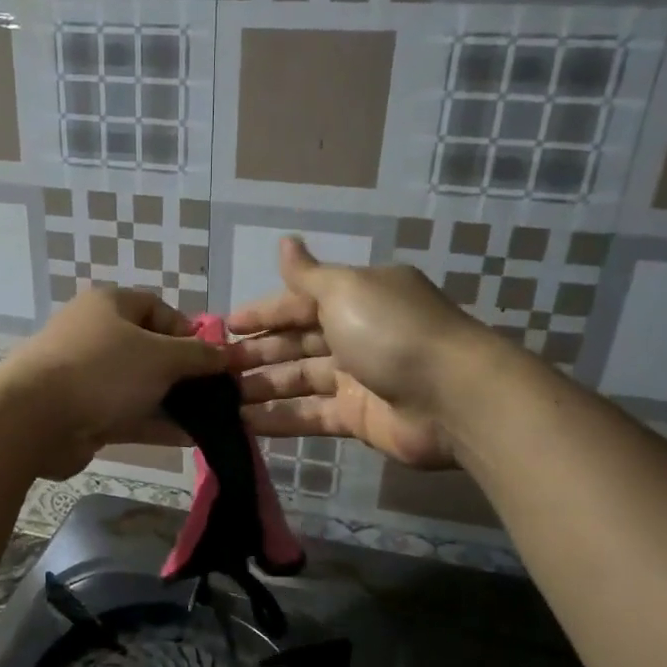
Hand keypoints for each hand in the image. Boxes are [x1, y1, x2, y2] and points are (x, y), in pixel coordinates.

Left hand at [0, 286, 224, 477]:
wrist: (33, 419)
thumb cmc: (102, 370)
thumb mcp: (161, 357)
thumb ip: (199, 356)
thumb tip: (229, 353)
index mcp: (110, 305)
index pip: (159, 309)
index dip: (190, 331)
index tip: (214, 358)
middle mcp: (98, 336)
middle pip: (152, 350)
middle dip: (186, 372)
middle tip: (219, 394)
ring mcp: (90, 376)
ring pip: (142, 386)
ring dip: (175, 402)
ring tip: (214, 420)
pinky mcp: (86, 413)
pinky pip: (129, 414)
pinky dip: (157, 424)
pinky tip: (191, 438)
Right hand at [228, 237, 484, 469]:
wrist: (452, 398)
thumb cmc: (392, 332)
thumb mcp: (345, 291)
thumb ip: (308, 275)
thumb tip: (285, 242)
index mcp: (357, 297)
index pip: (299, 302)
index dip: (263, 312)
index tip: (225, 326)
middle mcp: (357, 333)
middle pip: (297, 342)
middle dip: (257, 352)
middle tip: (215, 369)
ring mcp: (359, 378)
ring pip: (300, 380)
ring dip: (262, 386)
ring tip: (220, 399)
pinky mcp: (358, 418)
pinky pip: (311, 415)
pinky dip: (280, 419)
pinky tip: (244, 424)